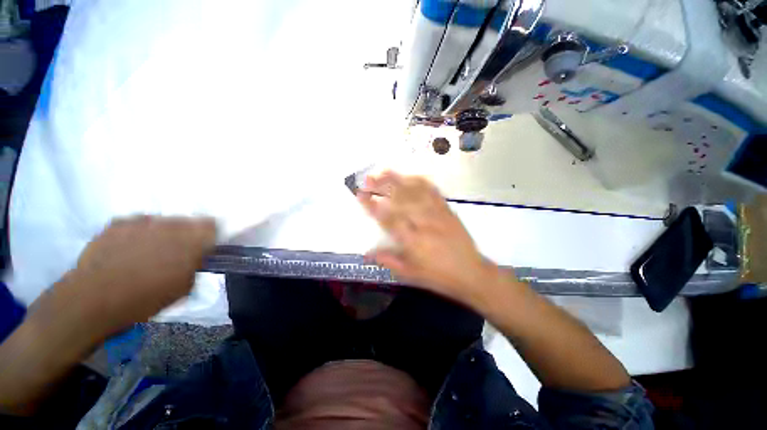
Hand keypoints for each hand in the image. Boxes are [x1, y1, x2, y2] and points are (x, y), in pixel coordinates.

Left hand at [59, 216, 216, 338]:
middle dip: (186, 234)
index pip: (212, 225)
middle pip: (187, 221)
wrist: (93, 299)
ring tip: (149, 252)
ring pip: (162, 221)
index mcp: (190, 240)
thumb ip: (195, 265)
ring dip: (162, 233)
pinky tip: (128, 250)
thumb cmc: (145, 298)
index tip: (205, 246)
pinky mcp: (118, 222)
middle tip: (177, 252)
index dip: (210, 234)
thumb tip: (196, 257)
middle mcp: (169, 224)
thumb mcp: (184, 287)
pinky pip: (136, 223)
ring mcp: (141, 221)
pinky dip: (138, 233)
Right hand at [357, 171, 501, 307]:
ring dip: (399, 180)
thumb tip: (366, 253)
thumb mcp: (410, 275)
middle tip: (368, 178)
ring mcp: (438, 214)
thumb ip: (388, 260)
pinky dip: (421, 182)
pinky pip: (434, 192)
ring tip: (384, 171)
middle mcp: (424, 223)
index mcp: (413, 241)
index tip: (360, 194)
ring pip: (416, 192)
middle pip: (401, 199)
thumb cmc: (438, 276)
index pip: (388, 218)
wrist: (471, 273)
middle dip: (383, 186)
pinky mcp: (448, 210)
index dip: (373, 205)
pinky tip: (411, 176)